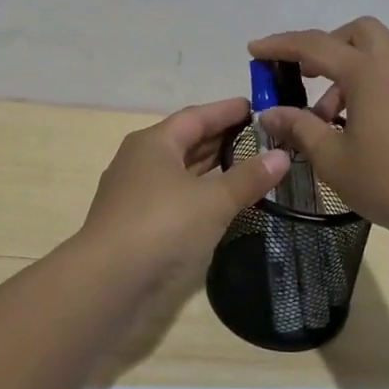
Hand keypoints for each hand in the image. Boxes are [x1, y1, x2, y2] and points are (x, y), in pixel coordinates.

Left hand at [76, 97, 289, 277]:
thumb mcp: (213, 201)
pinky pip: (174, 196)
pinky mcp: (134, 223)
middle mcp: (140, 160)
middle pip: (185, 141)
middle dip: (220, 138)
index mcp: (154, 142)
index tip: (255, 106)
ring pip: (179, 171)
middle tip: (258, 137)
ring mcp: (134, 193)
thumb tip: (281, 155)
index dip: (226, 110)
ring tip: (245, 166)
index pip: (196, 116)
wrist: (107, 282)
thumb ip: (248, 178)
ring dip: (210, 168)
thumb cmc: (161, 226)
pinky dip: (199, 194)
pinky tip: (219, 203)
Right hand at [249, 17, 388, 247]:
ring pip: (375, 53)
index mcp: (368, 72)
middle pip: (356, 32)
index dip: (280, 46)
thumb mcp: (332, 158)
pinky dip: (366, 84)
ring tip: (324, 116)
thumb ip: (298, 127)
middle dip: (325, 45)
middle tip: (303, 74)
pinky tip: (354, 125)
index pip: (315, 45)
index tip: (254, 50)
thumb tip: (270, 113)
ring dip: (345, 70)